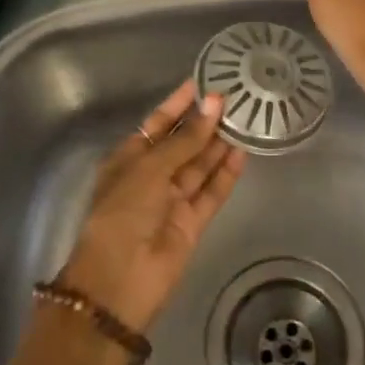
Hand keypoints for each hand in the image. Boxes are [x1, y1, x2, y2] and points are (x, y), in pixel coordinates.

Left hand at [58, 81, 243, 334]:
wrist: (118, 283)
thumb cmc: (122, 214)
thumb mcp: (149, 169)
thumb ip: (185, 140)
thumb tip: (214, 104)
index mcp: (129, 159)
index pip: (158, 124)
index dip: (179, 103)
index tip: (202, 81)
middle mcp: (151, 176)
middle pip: (182, 143)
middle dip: (204, 121)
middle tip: (234, 96)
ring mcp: (172, 200)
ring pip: (200, 165)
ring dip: (219, 143)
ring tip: (245, 116)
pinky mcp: (192, 223)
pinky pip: (211, 192)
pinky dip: (226, 173)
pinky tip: (243, 151)